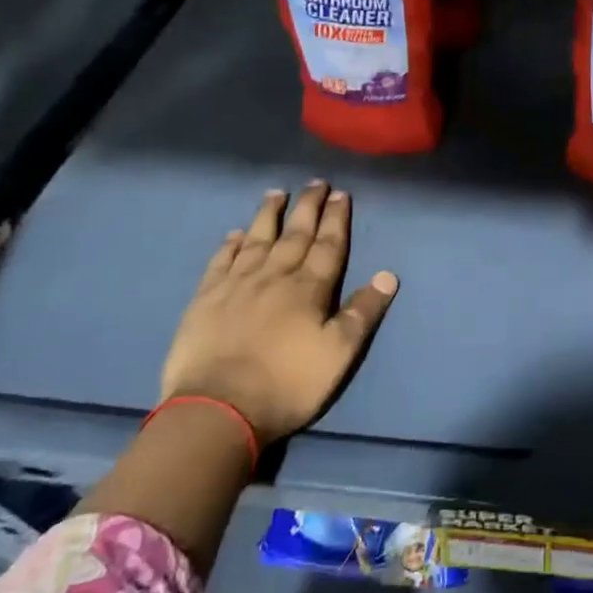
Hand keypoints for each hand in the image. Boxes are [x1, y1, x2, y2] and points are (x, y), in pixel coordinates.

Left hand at [159, 181, 397, 442]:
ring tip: (277, 193)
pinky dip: (230, 245)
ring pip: (256, 240)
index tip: (341, 194)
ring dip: (269, 215)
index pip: (328, 246)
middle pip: (295, 235)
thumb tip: (387, 275)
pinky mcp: (205, 300)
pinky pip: (221, 262)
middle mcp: (274, 277)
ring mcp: (236, 286)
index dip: (337, 219)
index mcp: (309, 289)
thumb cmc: (288, 384)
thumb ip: (363, 312)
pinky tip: (235, 234)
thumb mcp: (339, 353)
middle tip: (315, 183)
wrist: (218, 409)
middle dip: (308, 208)